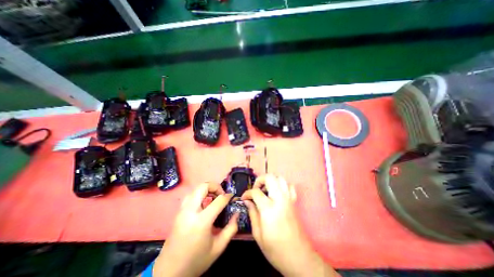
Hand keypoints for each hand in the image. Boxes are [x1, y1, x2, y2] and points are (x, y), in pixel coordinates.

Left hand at [154, 183, 239, 275]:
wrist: (169, 272)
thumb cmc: (196, 260)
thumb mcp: (218, 247)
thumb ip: (231, 228)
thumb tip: (237, 213)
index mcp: (201, 221)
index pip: (218, 200)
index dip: (228, 196)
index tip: (232, 197)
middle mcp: (190, 212)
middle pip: (203, 187)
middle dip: (215, 186)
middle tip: (221, 194)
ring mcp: (182, 211)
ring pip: (195, 189)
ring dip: (206, 189)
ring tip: (213, 198)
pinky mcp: (178, 212)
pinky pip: (190, 195)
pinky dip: (199, 194)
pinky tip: (204, 203)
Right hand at [242, 175, 337, 276]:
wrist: (299, 257)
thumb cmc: (275, 249)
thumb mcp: (258, 234)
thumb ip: (252, 214)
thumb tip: (247, 201)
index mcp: (269, 208)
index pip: (255, 192)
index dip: (247, 193)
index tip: (244, 198)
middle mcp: (280, 199)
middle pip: (270, 177)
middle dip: (260, 180)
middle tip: (255, 189)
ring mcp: (288, 199)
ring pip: (280, 178)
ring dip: (271, 180)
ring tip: (265, 190)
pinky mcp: (294, 201)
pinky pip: (289, 186)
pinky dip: (282, 185)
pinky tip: (277, 193)